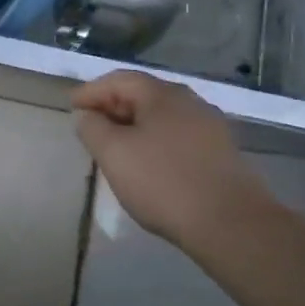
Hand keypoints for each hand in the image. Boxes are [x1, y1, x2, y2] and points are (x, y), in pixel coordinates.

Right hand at [71, 70, 265, 250]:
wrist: (232, 225)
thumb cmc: (164, 182)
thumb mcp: (114, 153)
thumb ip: (92, 128)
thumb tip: (87, 115)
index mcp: (163, 94)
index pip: (119, 80)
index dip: (91, 91)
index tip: (72, 108)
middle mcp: (190, 102)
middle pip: (142, 95)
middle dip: (112, 107)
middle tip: (90, 127)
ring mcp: (211, 128)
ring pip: (162, 118)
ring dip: (135, 127)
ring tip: (116, 147)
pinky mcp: (222, 154)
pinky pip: (178, 137)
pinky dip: (155, 142)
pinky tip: (148, 164)